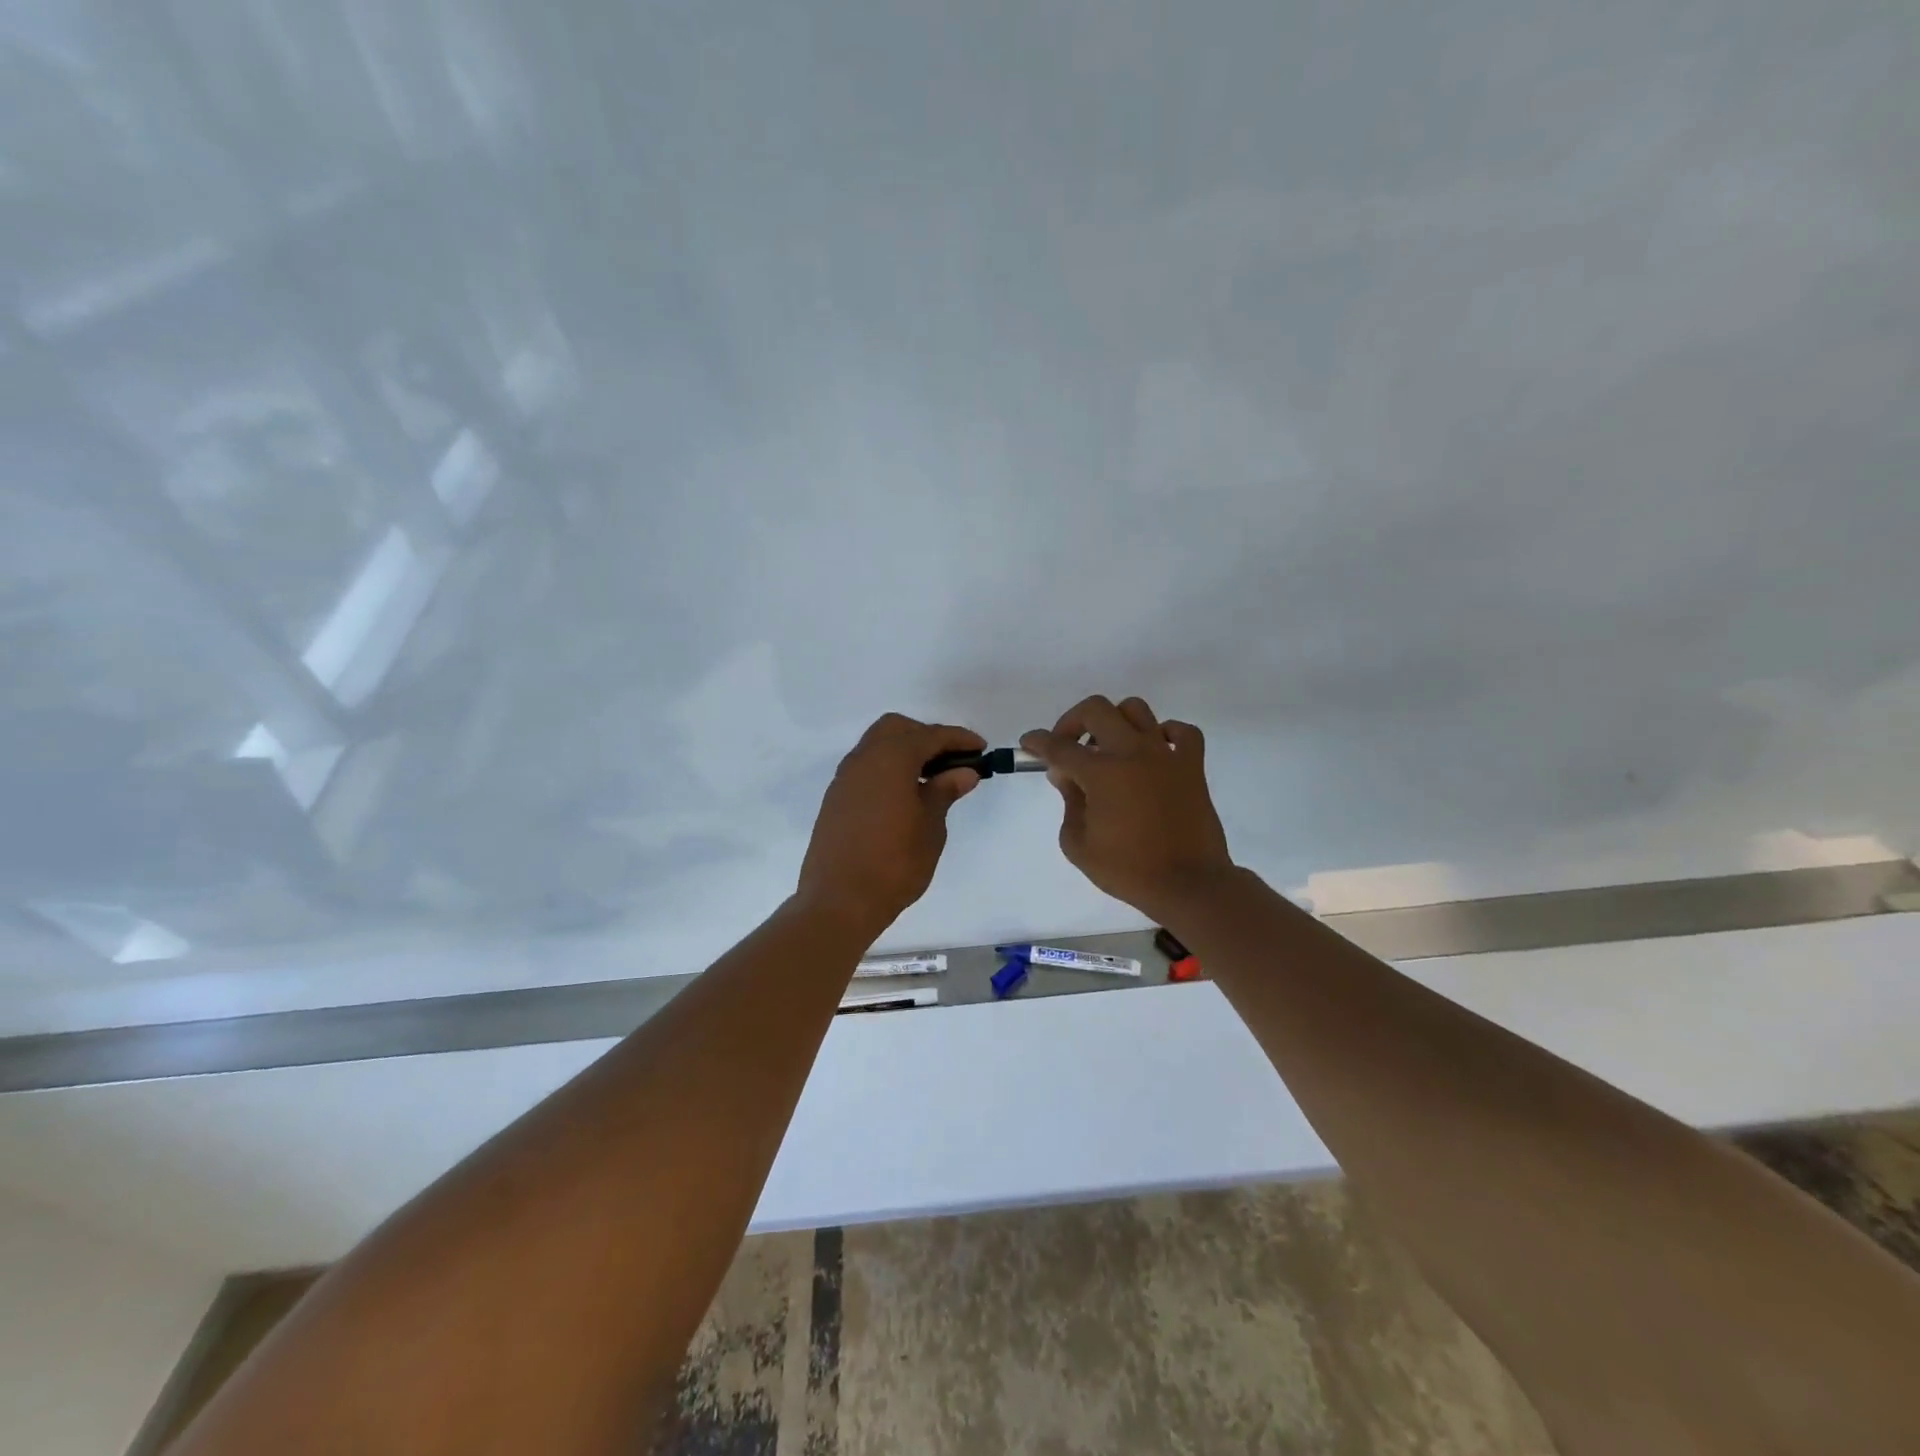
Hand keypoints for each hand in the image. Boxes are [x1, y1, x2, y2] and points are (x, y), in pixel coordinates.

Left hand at [797, 714, 984, 933]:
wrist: (839, 901)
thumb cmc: (894, 863)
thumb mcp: (930, 826)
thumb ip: (944, 792)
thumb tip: (963, 772)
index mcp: (890, 759)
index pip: (930, 736)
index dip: (958, 739)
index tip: (981, 749)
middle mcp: (863, 759)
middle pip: (896, 729)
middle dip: (926, 737)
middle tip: (952, 761)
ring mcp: (845, 779)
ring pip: (877, 746)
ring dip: (905, 752)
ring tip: (931, 780)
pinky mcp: (836, 799)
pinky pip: (866, 768)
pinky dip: (888, 769)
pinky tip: (904, 795)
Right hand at [1020, 695, 1234, 921]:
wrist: (1188, 885)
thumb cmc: (1128, 870)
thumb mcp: (1079, 845)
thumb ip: (1068, 804)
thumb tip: (1068, 777)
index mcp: (1101, 773)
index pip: (1059, 746)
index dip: (1037, 742)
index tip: (1028, 743)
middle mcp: (1132, 752)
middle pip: (1095, 710)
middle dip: (1072, 722)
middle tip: (1067, 746)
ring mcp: (1165, 755)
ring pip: (1135, 709)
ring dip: (1114, 722)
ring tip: (1108, 748)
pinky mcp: (1192, 765)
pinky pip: (1181, 731)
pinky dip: (1164, 733)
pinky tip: (1153, 751)